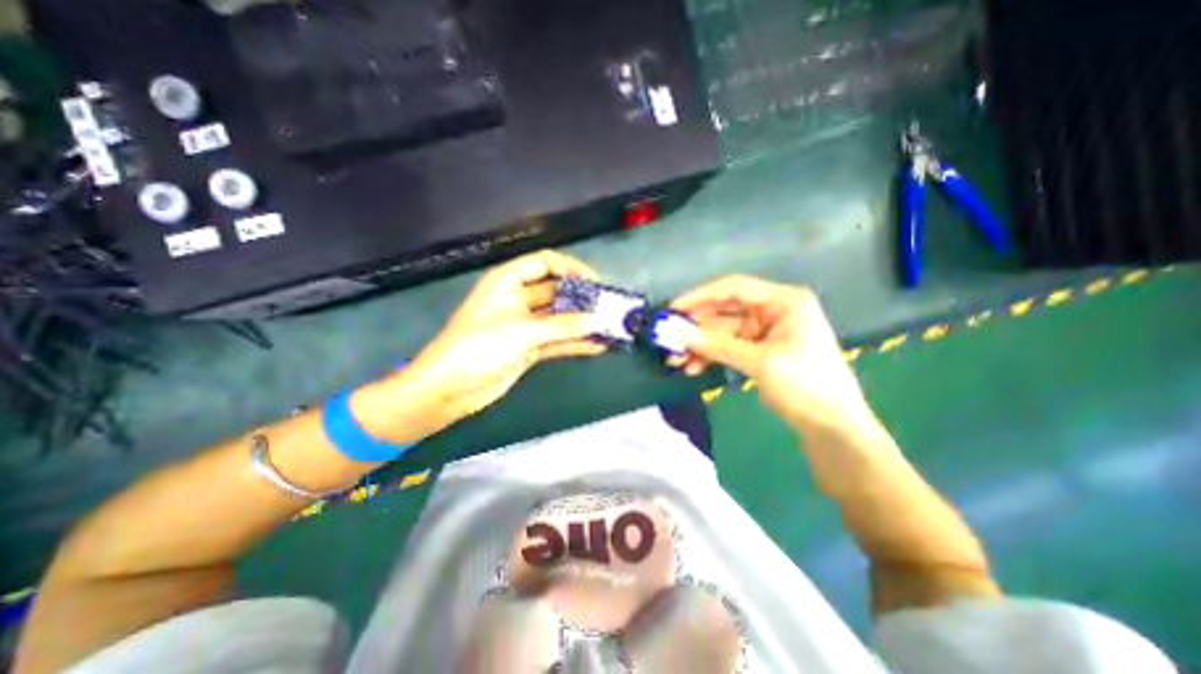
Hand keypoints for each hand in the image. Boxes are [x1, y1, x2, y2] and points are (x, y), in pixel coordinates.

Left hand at [354, 250, 604, 443]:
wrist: (449, 389)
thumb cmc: (479, 348)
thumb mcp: (523, 332)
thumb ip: (563, 326)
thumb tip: (599, 321)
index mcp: (508, 282)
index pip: (545, 263)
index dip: (571, 268)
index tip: (595, 283)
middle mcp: (518, 299)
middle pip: (556, 291)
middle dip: (582, 298)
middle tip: (609, 307)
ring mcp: (524, 324)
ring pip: (559, 317)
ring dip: (582, 322)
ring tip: (609, 327)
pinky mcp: (529, 347)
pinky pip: (557, 339)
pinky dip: (575, 342)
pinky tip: (597, 347)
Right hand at [671, 273, 880, 435]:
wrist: (833, 428)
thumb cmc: (806, 386)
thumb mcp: (761, 362)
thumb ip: (718, 345)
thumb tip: (679, 335)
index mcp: (783, 301)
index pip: (734, 288)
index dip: (700, 296)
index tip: (673, 309)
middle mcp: (773, 311)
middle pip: (725, 311)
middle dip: (696, 327)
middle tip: (668, 339)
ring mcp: (765, 332)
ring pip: (722, 333)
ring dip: (699, 345)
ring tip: (675, 361)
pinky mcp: (759, 351)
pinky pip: (728, 348)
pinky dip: (710, 356)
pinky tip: (692, 368)